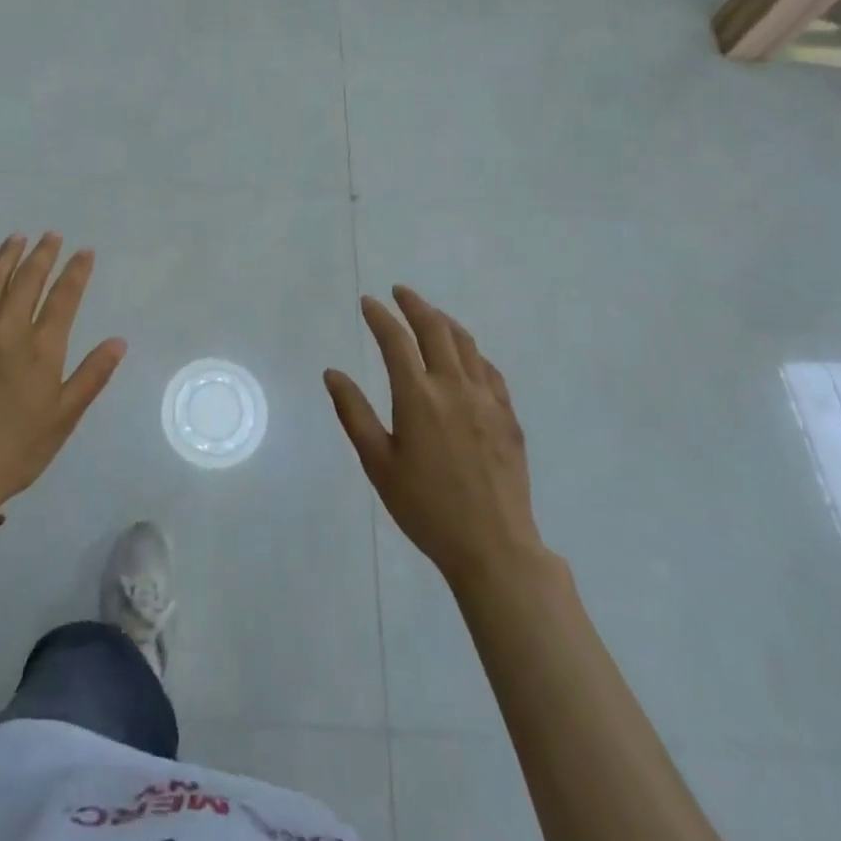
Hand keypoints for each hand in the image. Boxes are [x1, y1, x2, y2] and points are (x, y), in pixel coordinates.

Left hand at [0, 233, 126, 507]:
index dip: (77, 271)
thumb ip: (92, 375)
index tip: (85, 252)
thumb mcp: (65, 416)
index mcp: (42, 346)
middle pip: (28, 279)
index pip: (64, 296)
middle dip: (43, 254)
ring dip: (7, 257)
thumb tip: (118, 341)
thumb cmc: (18, 447)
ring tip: (17, 239)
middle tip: (52, 236)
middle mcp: (9, 328)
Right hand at [324, 287, 542, 590]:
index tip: (368, 302)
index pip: (395, 340)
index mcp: (418, 397)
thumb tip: (332, 373)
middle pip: (435, 329)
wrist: (494, 547)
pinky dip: (471, 351)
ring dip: (444, 321)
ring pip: (466, 343)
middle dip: (414, 305)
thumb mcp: (378, 464)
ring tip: (430, 314)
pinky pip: (489, 369)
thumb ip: (354, 413)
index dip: (380, 316)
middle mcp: (454, 387)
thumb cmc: (426, 508)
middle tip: (399, 292)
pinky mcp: (508, 416)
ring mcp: (486, 399)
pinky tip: (466, 356)